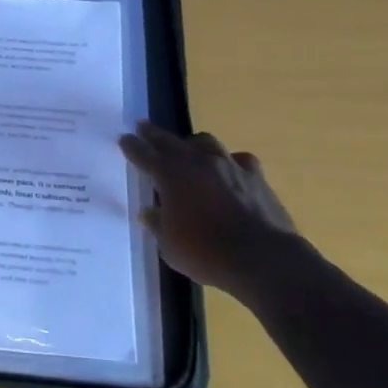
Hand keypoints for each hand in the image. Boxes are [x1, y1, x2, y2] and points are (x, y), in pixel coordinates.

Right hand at [119, 122, 299, 299]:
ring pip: (206, 142)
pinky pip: (239, 160)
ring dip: (193, 145)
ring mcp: (228, 165)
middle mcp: (197, 161)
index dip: (132, 146)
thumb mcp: (170, 246)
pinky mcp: (256, 176)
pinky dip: (231, 163)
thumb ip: (158, 224)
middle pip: (170, 140)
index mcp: (170, 174)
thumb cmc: (207, 253)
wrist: (263, 259)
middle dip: (154, 134)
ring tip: (189, 149)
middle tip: (144, 128)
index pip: (144, 154)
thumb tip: (150, 212)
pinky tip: (231, 170)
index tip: (124, 138)